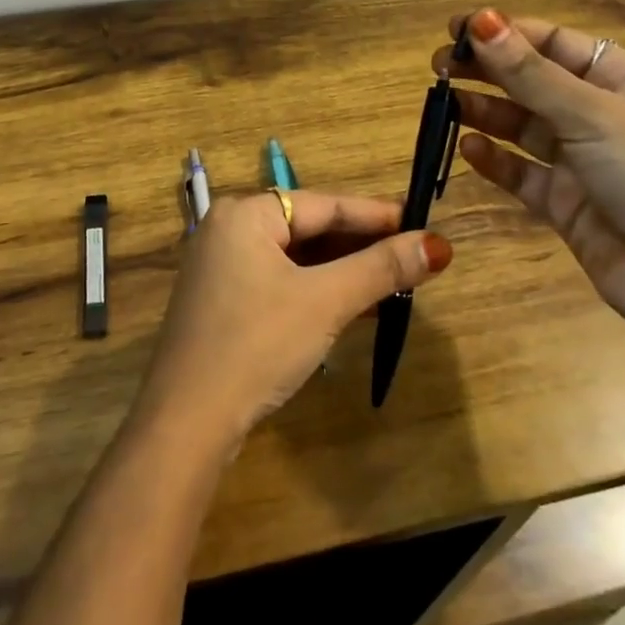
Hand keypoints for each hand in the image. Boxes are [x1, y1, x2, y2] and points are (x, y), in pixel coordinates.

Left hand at [131, 192, 452, 454]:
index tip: (425, 222)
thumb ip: (380, 269)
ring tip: (396, 281)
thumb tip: (438, 245)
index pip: (325, 204)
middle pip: (309, 228)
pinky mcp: (223, 301)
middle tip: (415, 255)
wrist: (187, 419)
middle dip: (362, 245)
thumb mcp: (325, 302)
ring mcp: (221, 267)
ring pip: (296, 258)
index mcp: (244, 213)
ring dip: (343, 271)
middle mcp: (228, 229)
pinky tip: (356, 307)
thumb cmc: (257, 344)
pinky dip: (317, 291)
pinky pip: (280, 281)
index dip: (378, 215)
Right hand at [437, 8, 624, 350]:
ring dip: (485, 112)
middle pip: (534, 82)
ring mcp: (583, 160)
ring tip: (444, 104)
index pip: (556, 43)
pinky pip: (521, 172)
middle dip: (488, 71)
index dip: (507, 32)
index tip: (455, 28)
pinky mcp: (565, 202)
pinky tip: (468, 149)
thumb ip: (531, 74)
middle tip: (437, 66)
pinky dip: (495, 160)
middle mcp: (603, 115)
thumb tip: (481, 21)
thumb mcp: (594, 116)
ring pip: (522, 127)